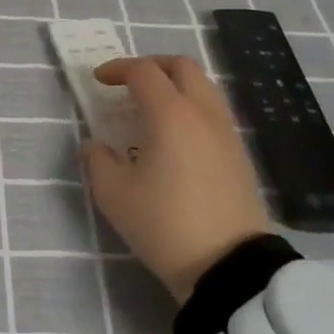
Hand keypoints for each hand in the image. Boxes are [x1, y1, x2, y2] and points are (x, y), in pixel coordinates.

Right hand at [80, 54, 272, 302]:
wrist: (230, 267)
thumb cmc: (164, 224)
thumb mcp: (114, 195)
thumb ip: (97, 160)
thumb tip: (94, 145)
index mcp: (170, 114)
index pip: (143, 72)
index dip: (117, 69)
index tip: (99, 80)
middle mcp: (202, 113)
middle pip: (182, 67)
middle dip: (152, 66)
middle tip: (129, 82)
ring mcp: (227, 133)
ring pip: (204, 87)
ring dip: (176, 85)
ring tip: (153, 108)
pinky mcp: (240, 155)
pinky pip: (214, 113)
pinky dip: (192, 108)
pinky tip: (176, 136)